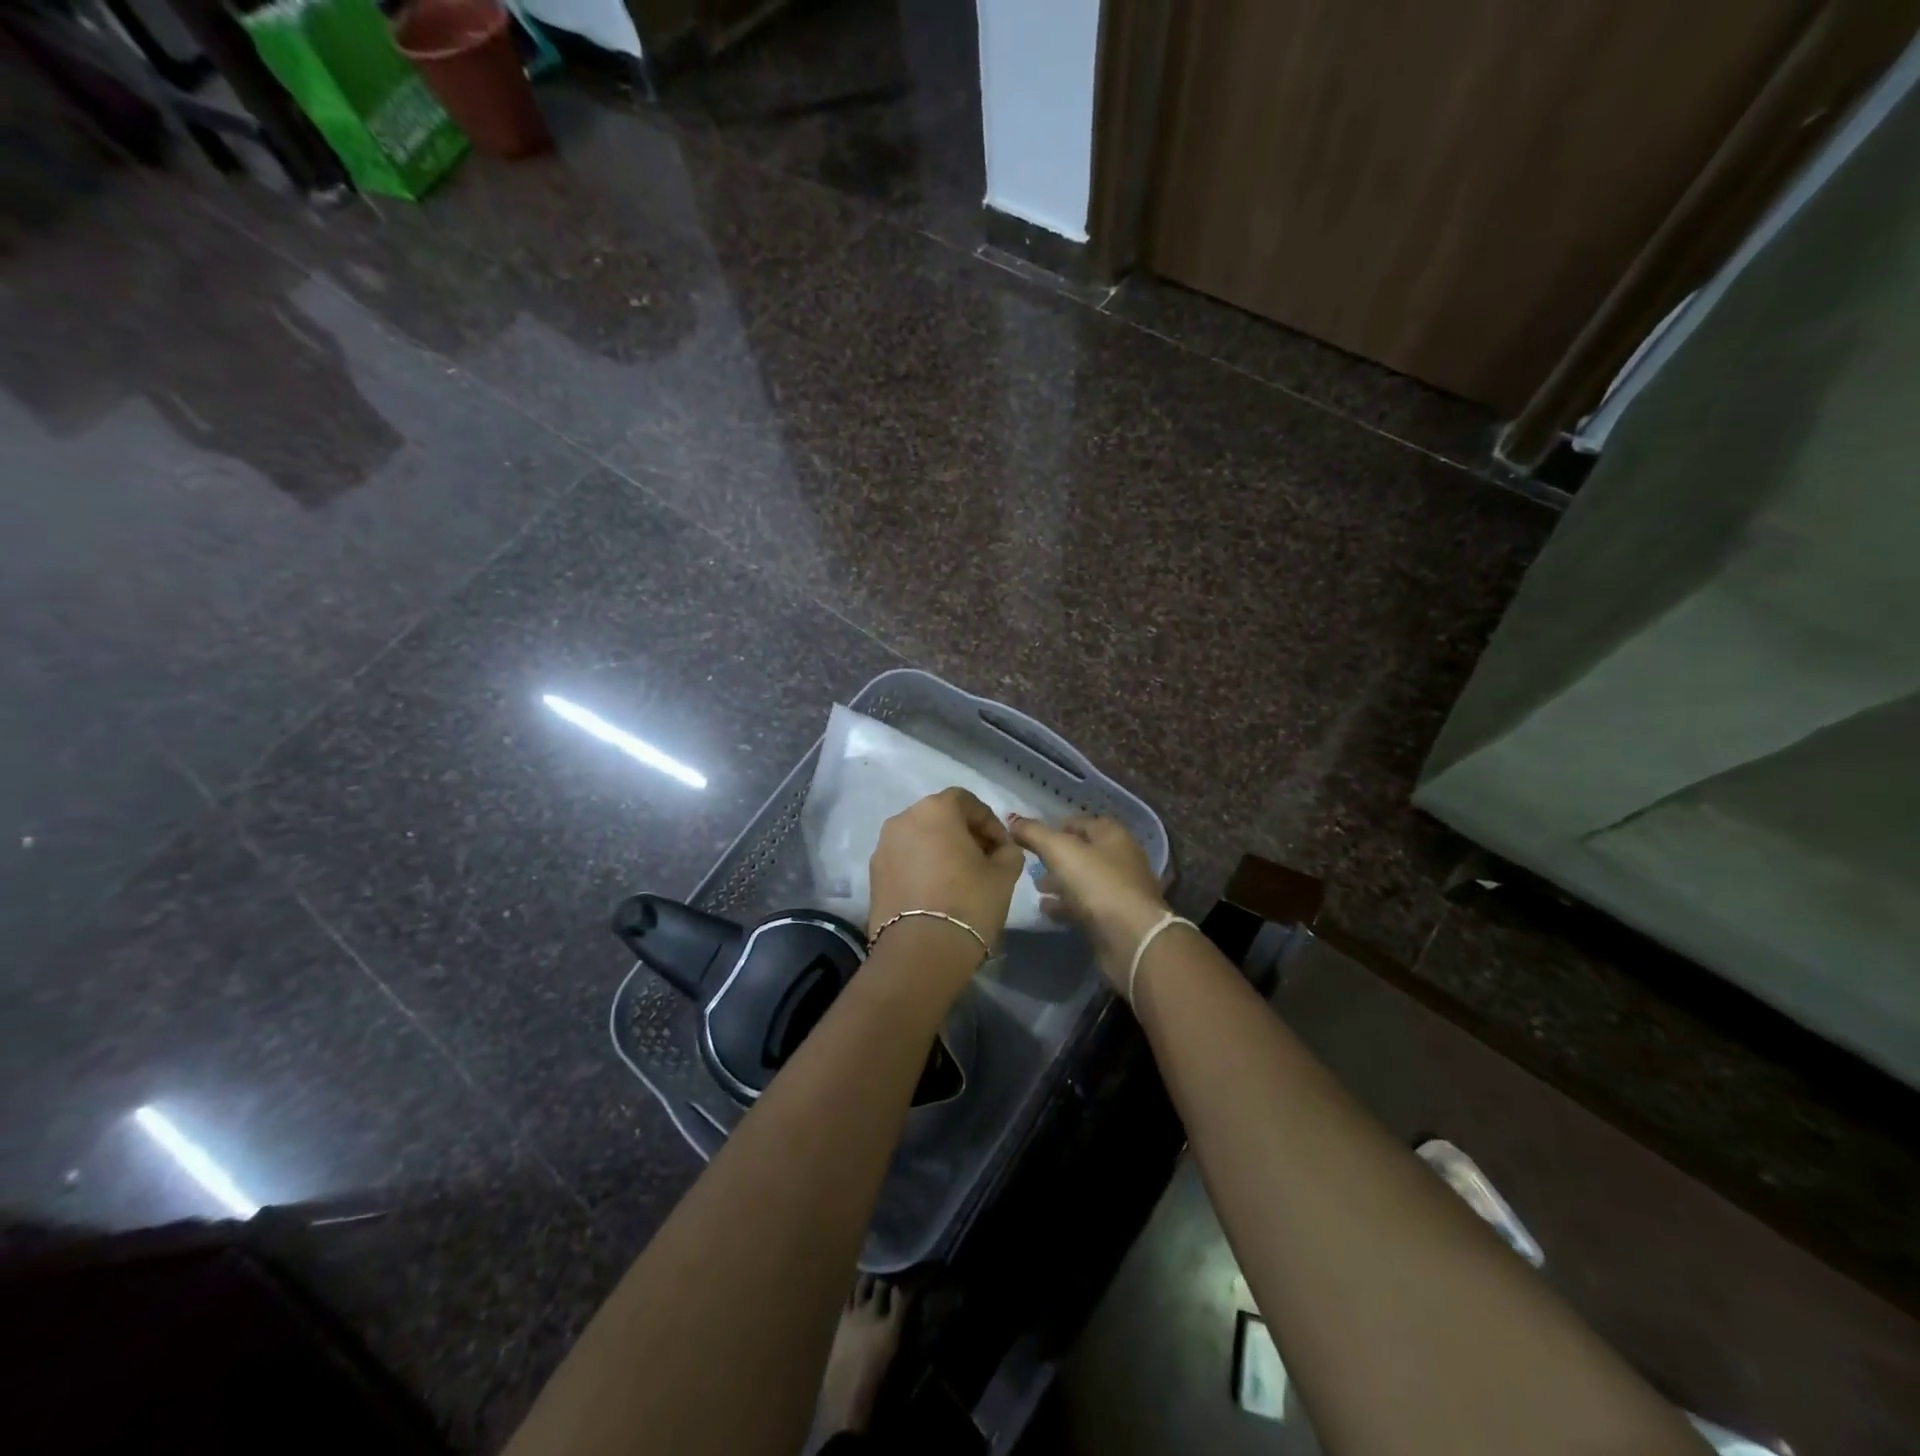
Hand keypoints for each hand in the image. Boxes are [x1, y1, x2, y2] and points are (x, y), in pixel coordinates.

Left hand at [868, 787, 1025, 954]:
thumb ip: (1008, 851)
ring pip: (919, 839)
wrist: (920, 952)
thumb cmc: (969, 903)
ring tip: (959, 879)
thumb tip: (1001, 849)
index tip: (1002, 847)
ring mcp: (883, 847)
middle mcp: (903, 819)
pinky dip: (921, 868)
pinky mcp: (873, 875)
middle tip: (983, 861)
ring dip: (940, 850)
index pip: (967, 801)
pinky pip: (904, 860)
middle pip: (940, 817)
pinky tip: (937, 893)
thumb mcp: (1004, 874)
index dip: (989, 822)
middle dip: (963, 834)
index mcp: (935, 809)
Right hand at [1007, 814, 1168, 991]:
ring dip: (1060, 882)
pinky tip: (1047, 910)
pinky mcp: (1115, 919)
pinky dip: (1066, 906)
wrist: (1132, 940)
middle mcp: (1120, 859)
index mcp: (1113, 836)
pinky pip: (1086, 906)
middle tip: (1032, 863)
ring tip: (1037, 888)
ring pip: (1084, 880)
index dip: (1057, 826)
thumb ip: (1035, 833)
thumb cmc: (1098, 885)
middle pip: (1083, 852)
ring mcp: (1120, 891)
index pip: (1083, 822)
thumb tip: (1013, 819)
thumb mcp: (1061, 851)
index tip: (1032, 836)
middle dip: (1057, 856)